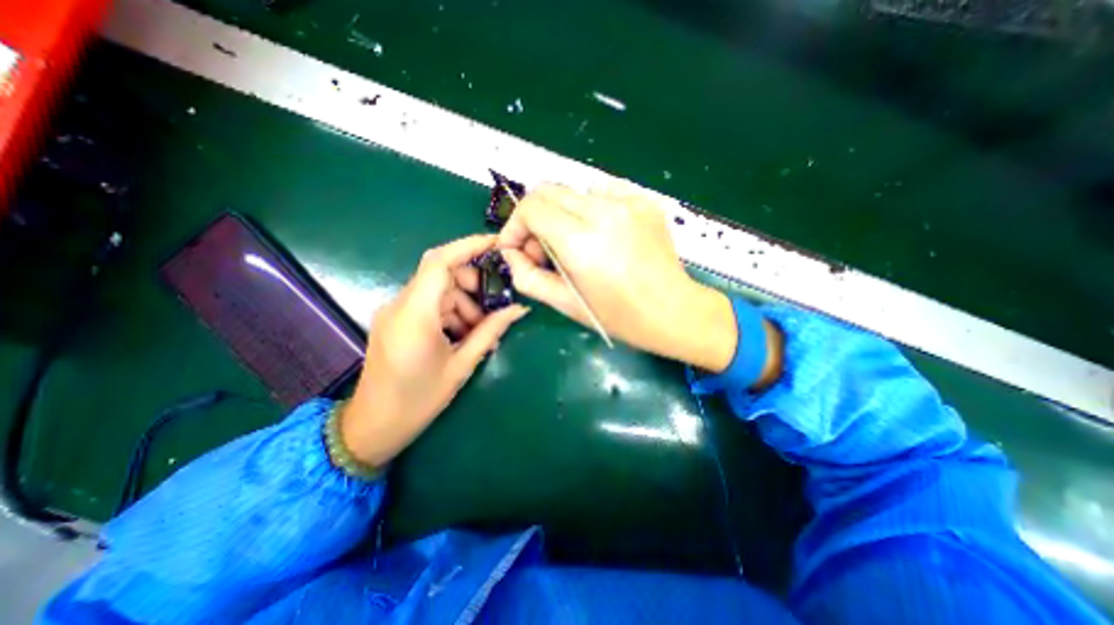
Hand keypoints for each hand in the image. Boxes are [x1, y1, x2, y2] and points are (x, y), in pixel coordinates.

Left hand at [341, 235, 528, 468]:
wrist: (373, 427)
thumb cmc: (418, 400)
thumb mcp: (461, 365)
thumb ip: (491, 331)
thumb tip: (520, 309)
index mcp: (415, 314)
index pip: (440, 262)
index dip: (469, 246)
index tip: (497, 244)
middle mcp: (400, 304)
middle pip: (442, 274)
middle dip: (473, 284)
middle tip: (495, 308)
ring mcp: (395, 311)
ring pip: (439, 291)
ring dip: (464, 304)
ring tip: (480, 332)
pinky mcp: (396, 320)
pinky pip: (430, 304)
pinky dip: (451, 312)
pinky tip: (463, 335)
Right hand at [499, 182, 737, 372]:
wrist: (673, 311)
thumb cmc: (619, 316)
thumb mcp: (566, 304)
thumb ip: (528, 277)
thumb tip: (511, 253)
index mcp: (581, 242)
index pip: (531, 208)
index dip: (515, 225)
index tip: (516, 246)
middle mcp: (604, 212)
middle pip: (549, 190)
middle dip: (534, 217)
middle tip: (541, 247)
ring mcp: (628, 202)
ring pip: (574, 190)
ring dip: (563, 213)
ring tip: (574, 242)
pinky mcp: (644, 200)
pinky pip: (603, 191)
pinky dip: (590, 207)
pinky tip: (601, 232)